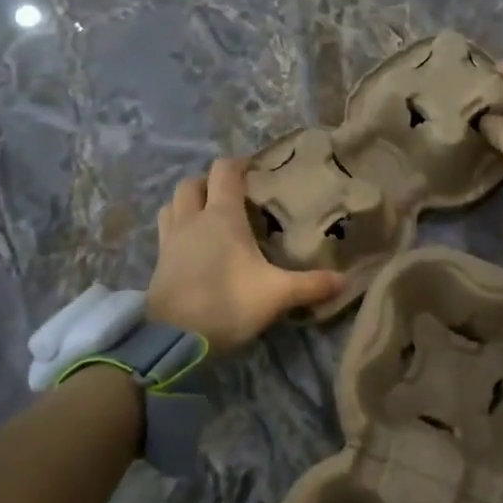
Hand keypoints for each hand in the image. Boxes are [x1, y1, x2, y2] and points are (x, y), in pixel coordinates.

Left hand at [148, 158, 343, 352]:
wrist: (172, 339)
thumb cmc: (226, 304)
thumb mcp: (276, 294)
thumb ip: (310, 285)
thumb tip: (344, 280)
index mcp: (221, 216)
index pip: (224, 171)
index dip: (237, 164)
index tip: (254, 169)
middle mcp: (192, 219)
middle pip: (192, 183)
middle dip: (209, 181)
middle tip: (230, 193)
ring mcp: (170, 239)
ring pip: (173, 203)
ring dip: (188, 201)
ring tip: (206, 214)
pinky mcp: (158, 261)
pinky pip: (165, 229)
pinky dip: (177, 226)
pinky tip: (190, 244)